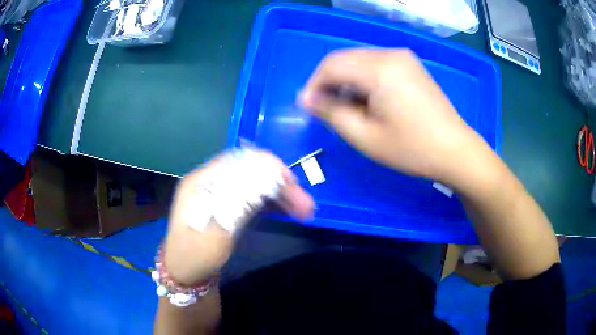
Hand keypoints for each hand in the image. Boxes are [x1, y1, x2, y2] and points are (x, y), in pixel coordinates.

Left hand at [162, 151, 314, 284]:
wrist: (185, 274)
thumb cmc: (194, 256)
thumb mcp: (216, 233)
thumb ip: (240, 204)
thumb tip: (269, 178)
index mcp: (202, 181)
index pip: (240, 161)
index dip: (269, 167)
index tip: (293, 184)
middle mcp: (211, 182)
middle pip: (252, 172)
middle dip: (280, 185)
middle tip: (306, 205)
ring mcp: (220, 194)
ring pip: (256, 185)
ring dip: (280, 194)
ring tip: (305, 210)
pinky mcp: (228, 207)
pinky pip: (253, 198)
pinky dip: (272, 203)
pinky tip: (288, 211)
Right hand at [300, 48, 489, 183]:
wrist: (455, 150)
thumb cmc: (412, 149)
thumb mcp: (365, 137)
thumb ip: (331, 113)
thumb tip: (307, 99)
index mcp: (379, 68)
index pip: (331, 64)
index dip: (314, 85)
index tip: (308, 108)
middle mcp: (390, 54)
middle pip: (345, 59)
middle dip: (330, 83)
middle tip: (328, 111)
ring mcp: (403, 57)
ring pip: (360, 61)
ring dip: (347, 82)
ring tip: (350, 109)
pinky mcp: (411, 65)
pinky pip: (376, 65)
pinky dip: (364, 80)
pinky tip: (369, 101)